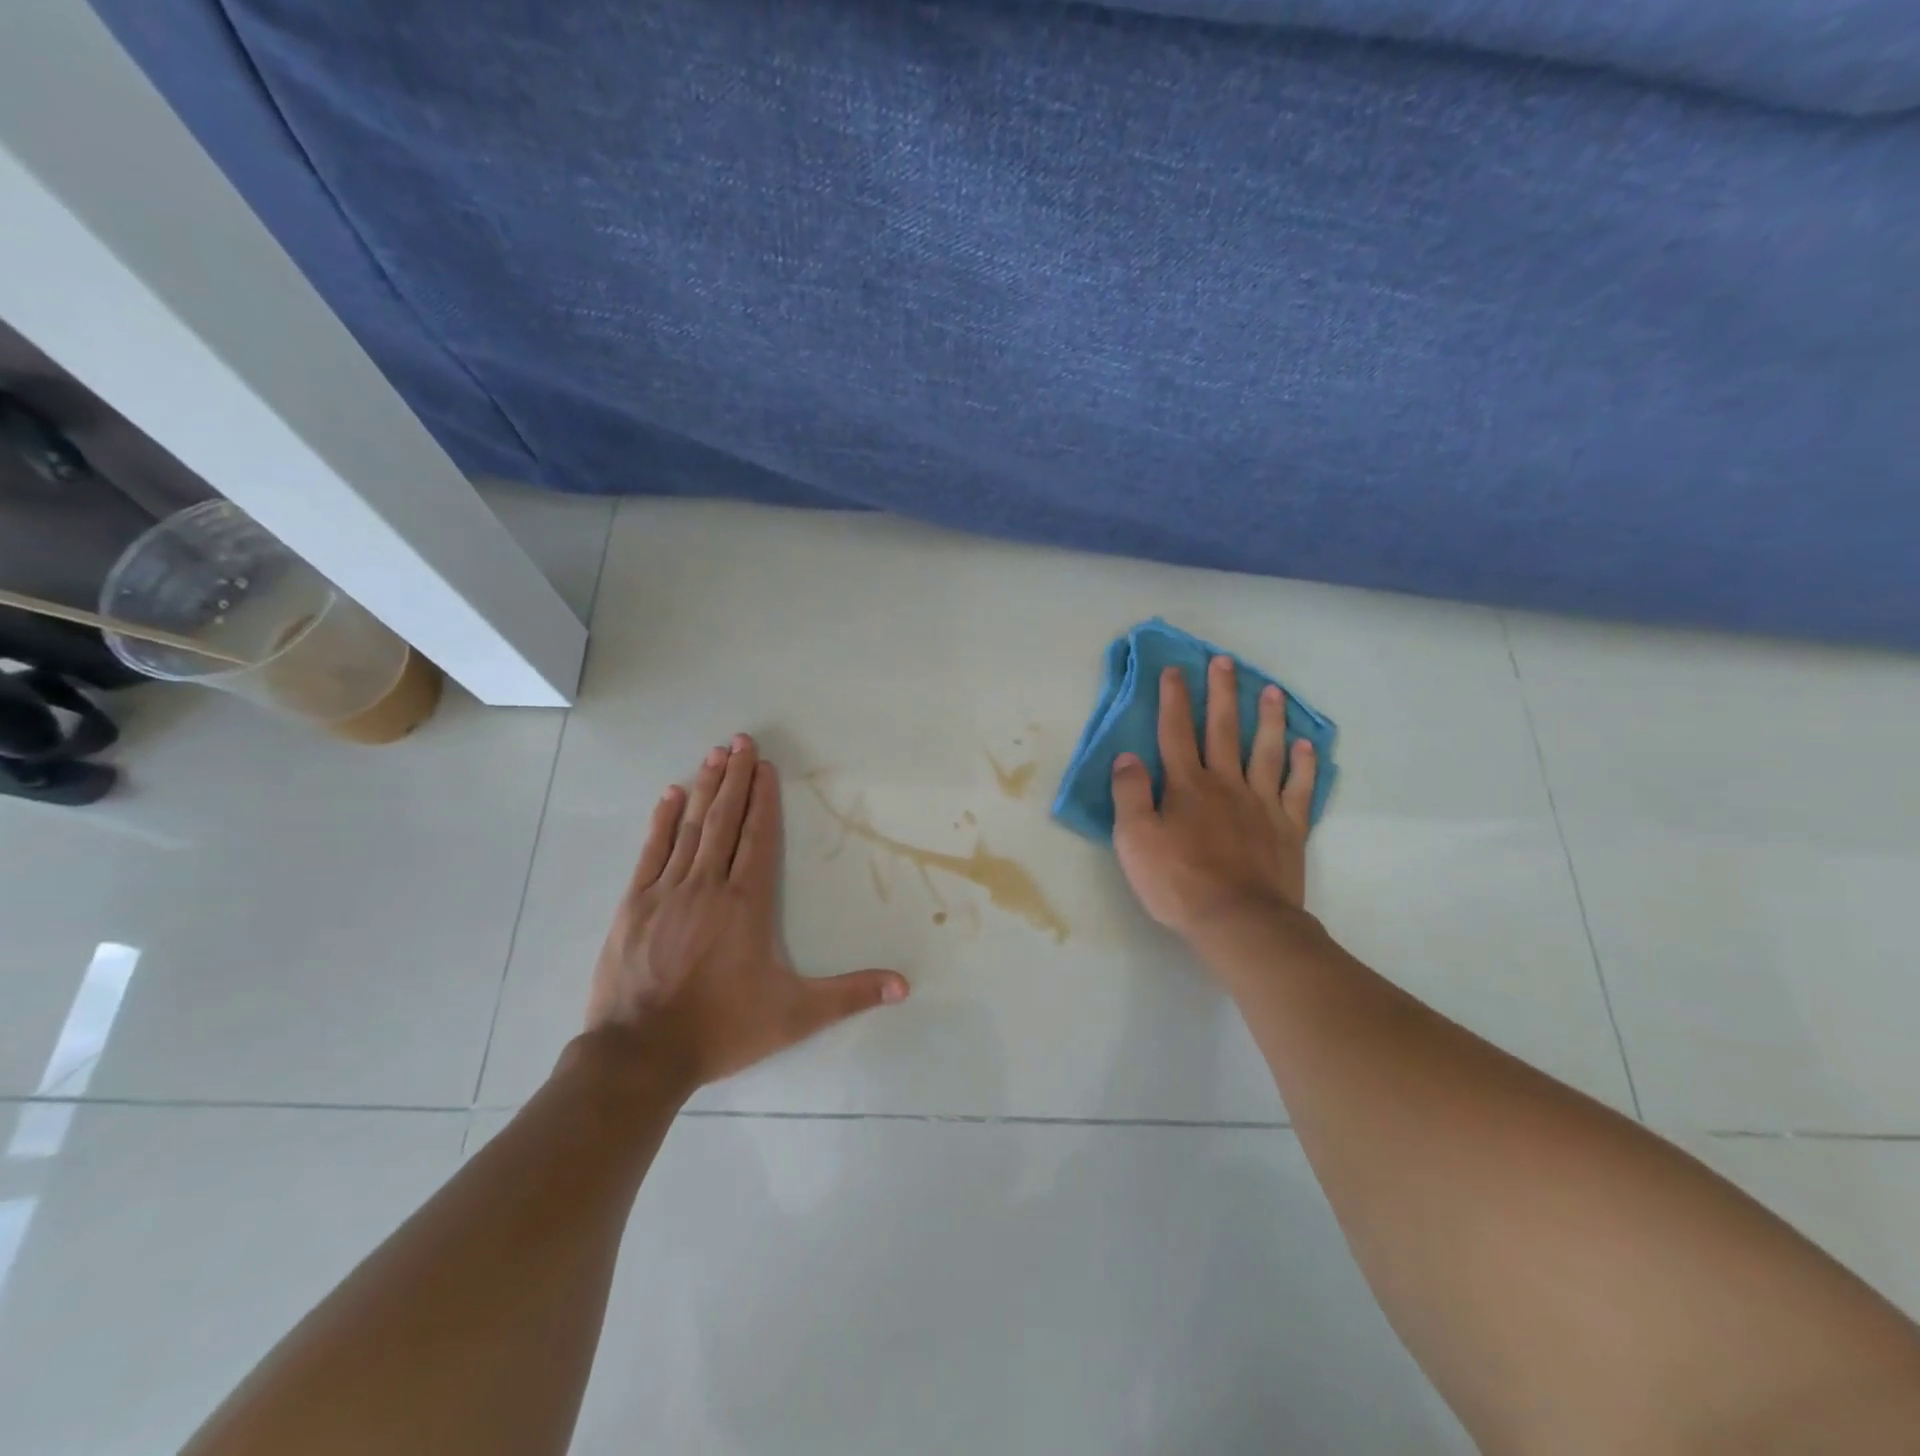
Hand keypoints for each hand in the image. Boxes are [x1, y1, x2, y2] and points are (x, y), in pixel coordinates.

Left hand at [582, 734, 907, 1092]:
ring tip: (714, 754)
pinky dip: (662, 821)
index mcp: (746, 904)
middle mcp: (708, 886)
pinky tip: (670, 795)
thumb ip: (850, 995)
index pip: (758, 838)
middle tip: (740, 740)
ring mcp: (666, 892)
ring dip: (705, 788)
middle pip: (725, 821)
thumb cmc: (722, 1029)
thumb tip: (904, 986)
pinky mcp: (633, 905)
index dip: (763, 800)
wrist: (640, 1055)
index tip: (764, 766)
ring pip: (690, 828)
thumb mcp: (796, 1015)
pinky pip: (652, 851)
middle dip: (735, 778)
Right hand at [1111, 657, 1318, 941]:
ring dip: (1268, 718)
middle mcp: (1226, 783)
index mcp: (1186, 785)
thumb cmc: (1178, 882)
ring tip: (1271, 690)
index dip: (1173, 699)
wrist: (1239, 920)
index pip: (1175, 732)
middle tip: (1224, 661)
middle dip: (1221, 693)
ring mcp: (1262, 803)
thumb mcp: (1134, 840)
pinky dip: (1304, 766)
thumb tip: (1127, 756)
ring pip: (1266, 750)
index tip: (1174, 670)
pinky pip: (1298, 789)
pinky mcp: (1288, 828)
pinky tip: (1307, 747)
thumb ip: (1129, 794)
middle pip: (1223, 730)